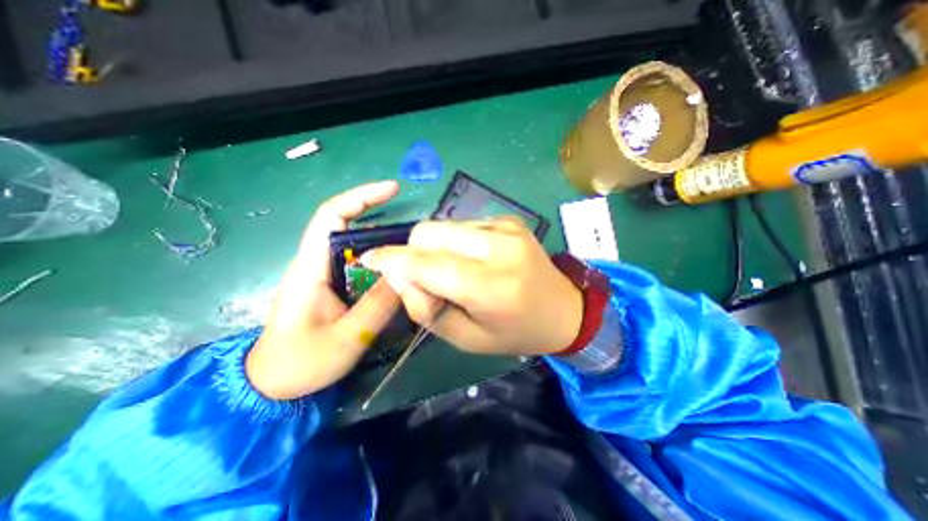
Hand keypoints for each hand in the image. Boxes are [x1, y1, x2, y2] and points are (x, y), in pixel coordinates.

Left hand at [245, 181, 402, 399]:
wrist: (272, 385)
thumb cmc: (300, 363)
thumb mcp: (346, 337)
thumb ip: (378, 305)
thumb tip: (407, 274)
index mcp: (310, 267)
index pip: (332, 215)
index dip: (362, 197)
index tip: (393, 189)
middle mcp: (316, 262)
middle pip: (349, 225)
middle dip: (382, 219)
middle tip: (416, 231)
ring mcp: (324, 273)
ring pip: (357, 246)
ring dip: (384, 242)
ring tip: (413, 250)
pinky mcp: (332, 285)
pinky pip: (360, 264)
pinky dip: (380, 261)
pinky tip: (397, 271)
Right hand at [360, 216, 577, 357]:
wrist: (564, 309)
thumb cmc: (515, 332)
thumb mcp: (466, 338)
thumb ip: (426, 309)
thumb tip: (398, 275)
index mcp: (491, 286)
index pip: (427, 263)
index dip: (391, 259)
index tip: (370, 259)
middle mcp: (499, 247)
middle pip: (430, 232)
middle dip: (413, 251)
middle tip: (422, 275)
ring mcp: (506, 227)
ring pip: (444, 225)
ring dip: (435, 246)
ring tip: (453, 270)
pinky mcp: (509, 219)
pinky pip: (463, 224)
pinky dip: (456, 241)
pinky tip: (473, 259)